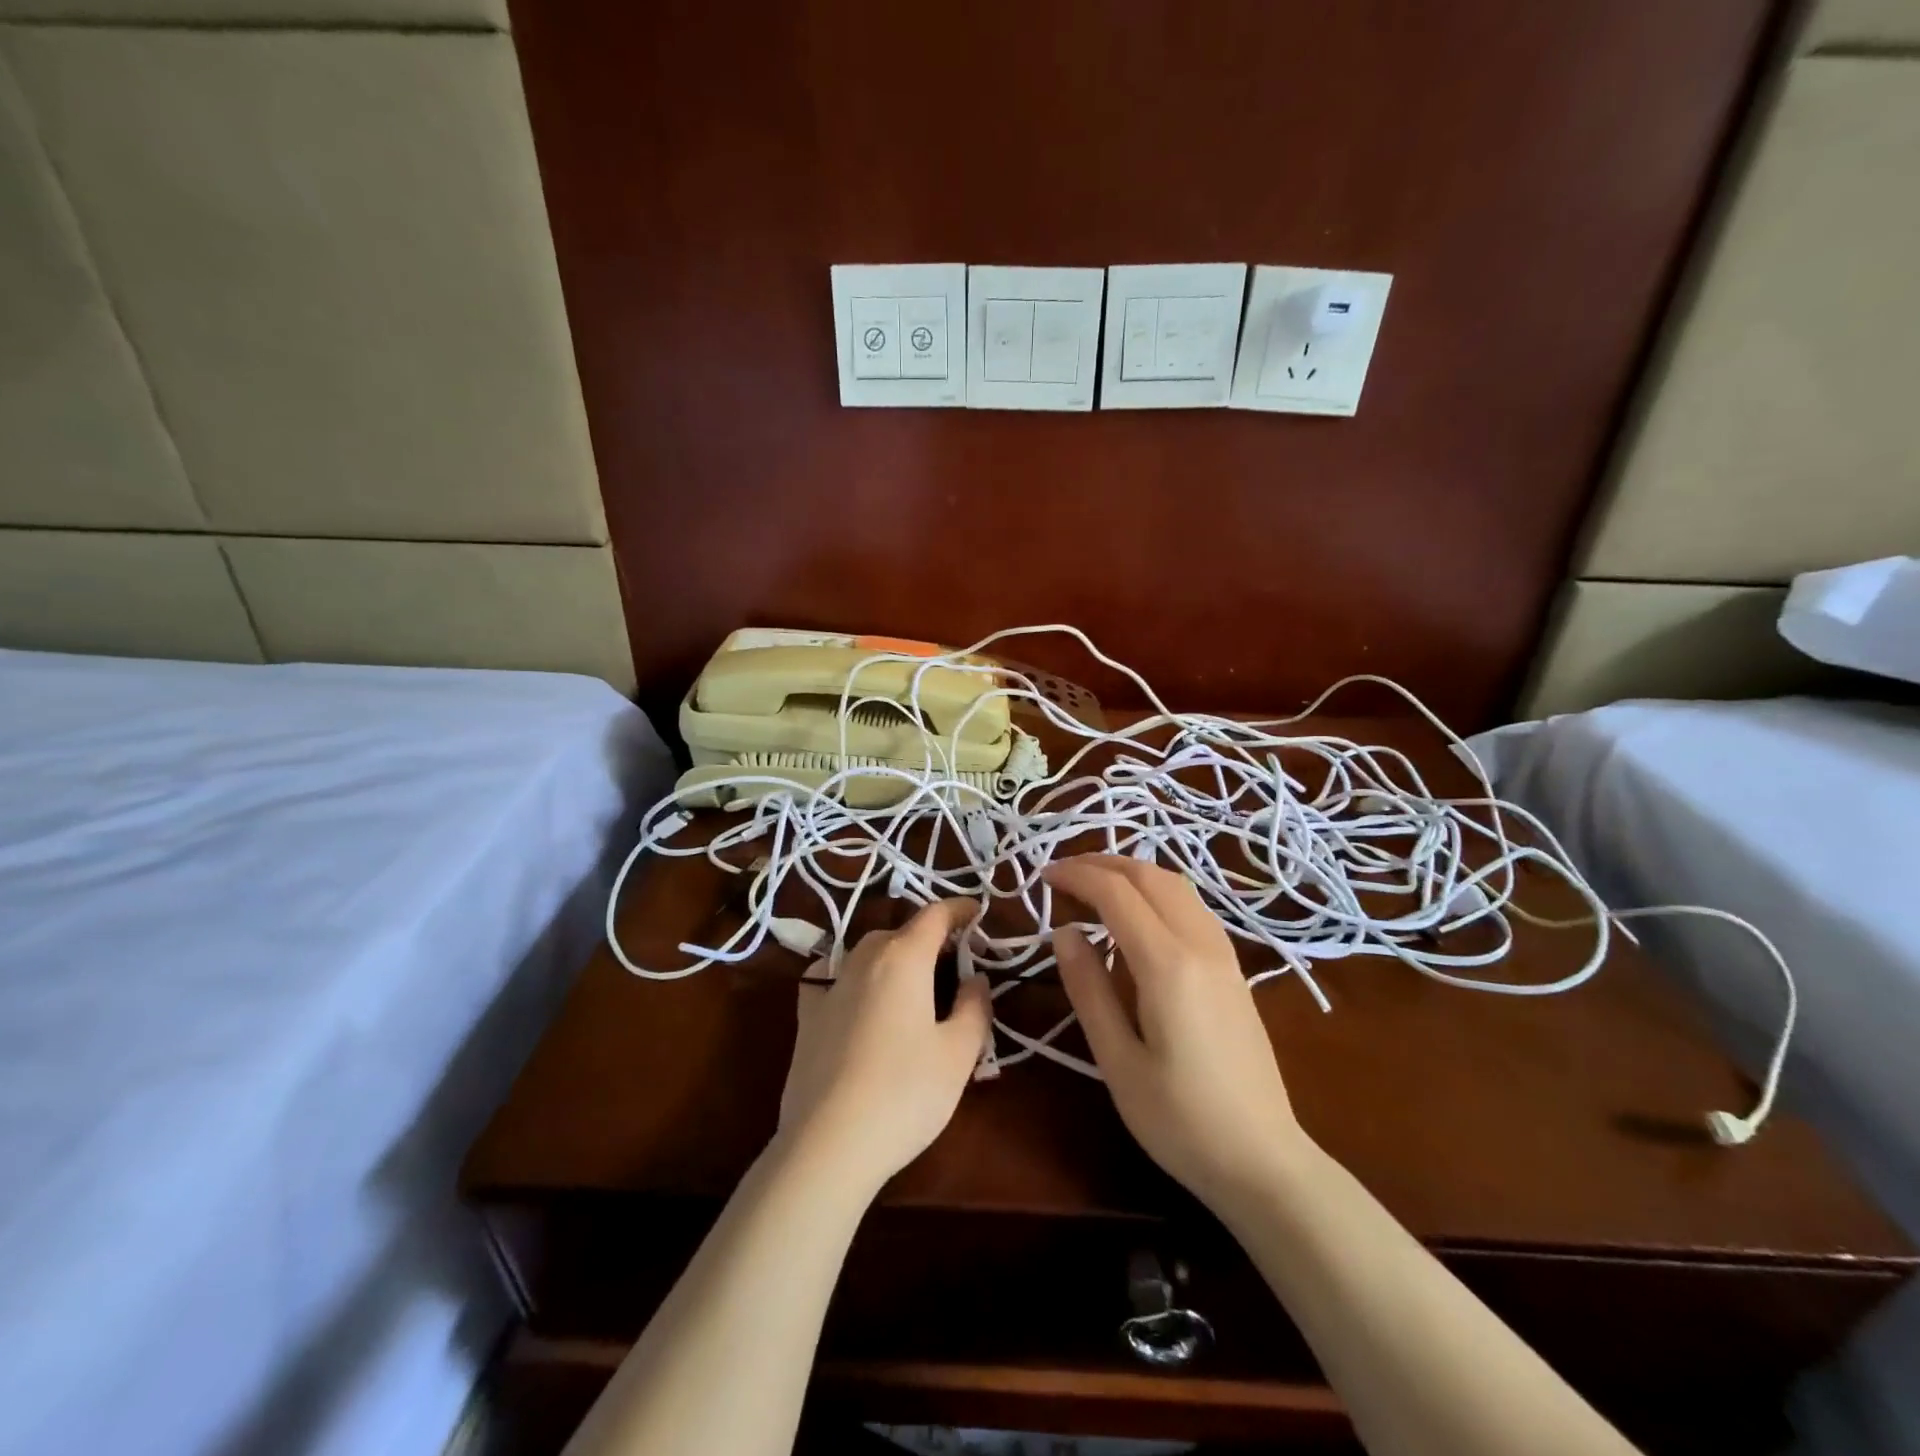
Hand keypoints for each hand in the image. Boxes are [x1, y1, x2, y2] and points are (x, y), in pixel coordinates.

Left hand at [778, 899, 992, 1193]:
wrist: (827, 1144)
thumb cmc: (904, 1093)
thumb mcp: (958, 1053)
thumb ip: (974, 1006)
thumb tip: (975, 978)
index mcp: (903, 957)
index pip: (934, 915)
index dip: (959, 910)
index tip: (978, 913)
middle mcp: (863, 958)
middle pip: (901, 932)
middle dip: (930, 938)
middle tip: (955, 964)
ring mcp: (829, 986)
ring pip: (867, 952)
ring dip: (893, 955)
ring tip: (912, 983)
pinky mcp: (806, 1016)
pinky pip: (832, 976)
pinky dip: (851, 974)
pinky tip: (855, 994)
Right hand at [1044, 855, 1308, 1211]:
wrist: (1264, 1161)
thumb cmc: (1179, 1120)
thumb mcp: (1117, 1061)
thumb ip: (1088, 989)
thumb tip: (1064, 931)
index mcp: (1168, 965)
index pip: (1116, 893)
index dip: (1076, 876)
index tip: (1041, 877)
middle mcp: (1200, 944)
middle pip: (1149, 875)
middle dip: (1101, 863)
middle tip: (1061, 875)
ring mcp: (1224, 953)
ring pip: (1176, 884)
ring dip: (1131, 871)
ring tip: (1093, 884)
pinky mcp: (1234, 968)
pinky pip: (1191, 905)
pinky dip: (1156, 890)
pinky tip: (1138, 913)